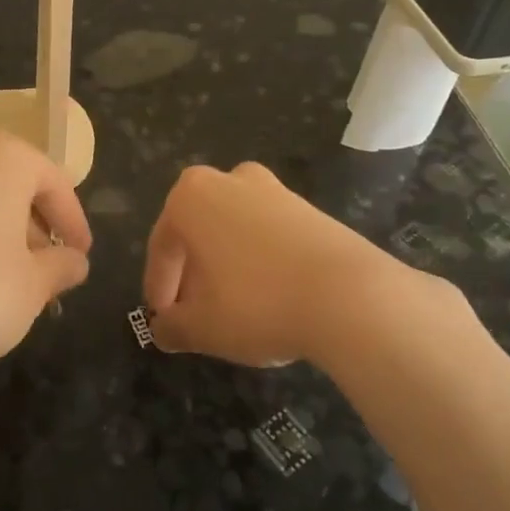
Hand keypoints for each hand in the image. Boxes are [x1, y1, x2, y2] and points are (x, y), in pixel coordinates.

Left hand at [0, 130, 91, 383]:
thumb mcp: (33, 287)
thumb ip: (60, 267)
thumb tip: (74, 262)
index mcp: (0, 159)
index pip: (52, 182)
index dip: (72, 221)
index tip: (80, 255)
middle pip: (7, 185)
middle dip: (29, 225)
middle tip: (44, 268)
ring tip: (1, 277)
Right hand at [143, 161, 454, 369]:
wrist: (351, 296)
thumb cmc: (257, 303)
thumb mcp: (202, 327)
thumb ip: (172, 327)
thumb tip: (163, 330)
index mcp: (191, 197)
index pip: (162, 246)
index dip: (159, 287)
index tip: (163, 320)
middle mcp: (228, 180)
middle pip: (198, 233)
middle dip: (192, 274)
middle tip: (194, 313)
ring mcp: (273, 189)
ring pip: (234, 231)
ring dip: (226, 266)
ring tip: (232, 309)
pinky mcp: (309, 208)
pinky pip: (268, 235)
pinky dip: (260, 262)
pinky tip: (269, 297)